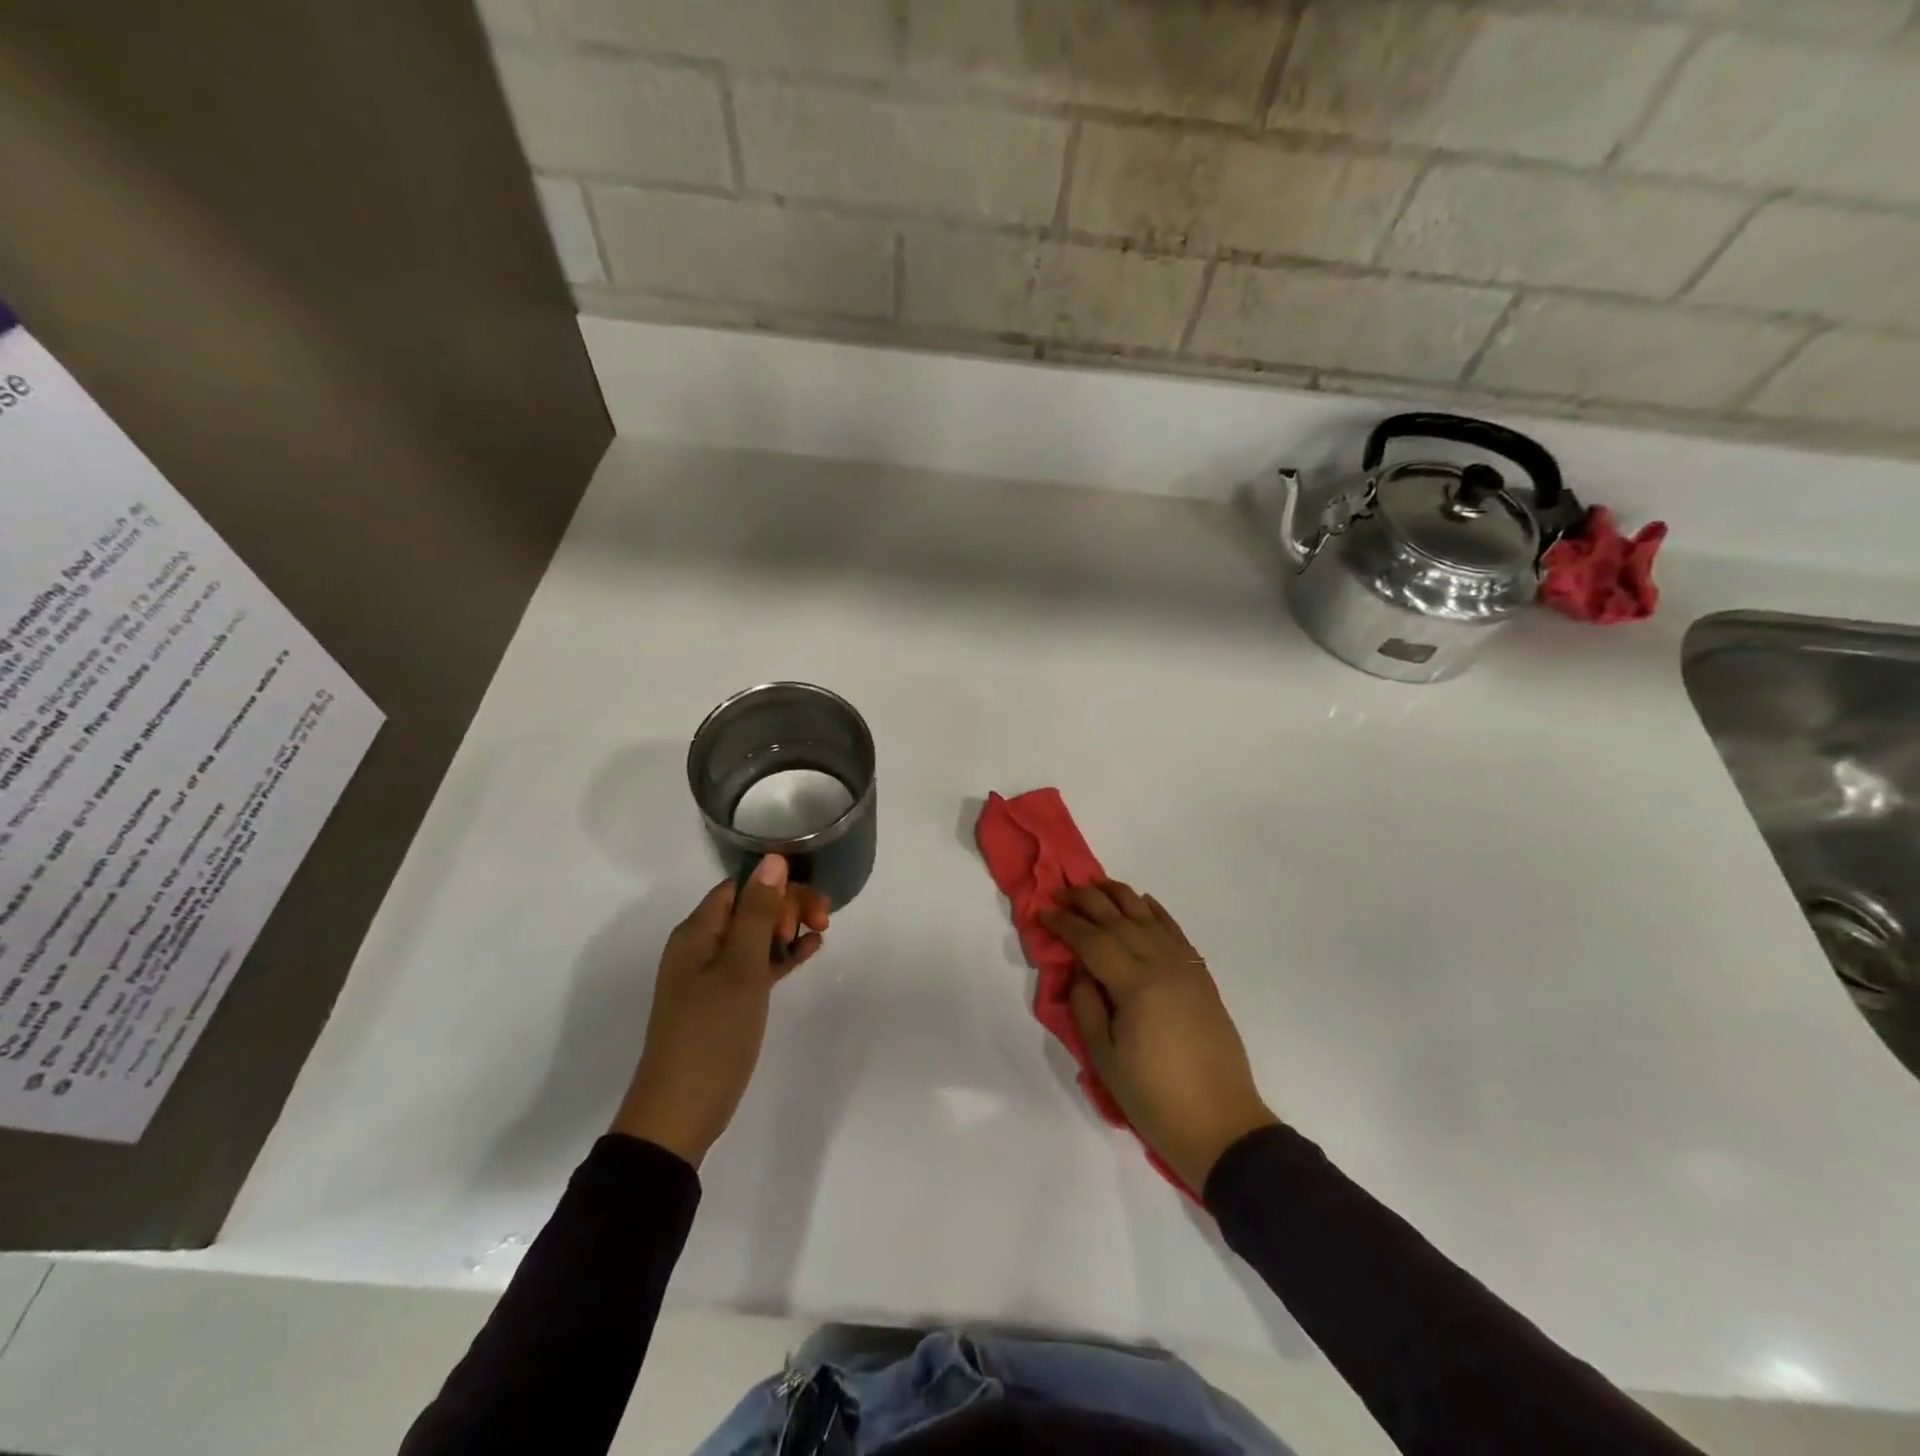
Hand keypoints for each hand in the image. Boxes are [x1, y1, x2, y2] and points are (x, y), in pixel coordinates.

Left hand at [612, 854, 829, 1166]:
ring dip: (786, 929)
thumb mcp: (741, 968)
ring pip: (755, 936)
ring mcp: (711, 975)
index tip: (810, 902)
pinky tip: (809, 951)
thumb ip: (759, 913)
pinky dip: (780, 956)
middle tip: (821, 922)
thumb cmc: (712, 1033)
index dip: (777, 885)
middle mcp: (701, 946)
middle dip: (786, 906)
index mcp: (697, 932)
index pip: (740, 886)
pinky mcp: (724, 1000)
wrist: (681, 1111)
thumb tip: (773, 859)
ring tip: (821, 933)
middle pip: (749, 908)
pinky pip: (755, 965)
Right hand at [1042, 881, 1276, 1192]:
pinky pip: (1177, 933)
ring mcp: (1186, 969)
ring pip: (1149, 918)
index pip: (1092, 940)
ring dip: (1121, 897)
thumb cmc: (1154, 1096)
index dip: (1065, 923)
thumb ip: (1087, 1004)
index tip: (1042, 911)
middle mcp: (1162, 965)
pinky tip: (1144, 903)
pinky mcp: (1201, 979)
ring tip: (1097, 884)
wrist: (1220, 1124)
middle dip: (1087, 901)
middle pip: (1120, 920)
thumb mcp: (1105, 1057)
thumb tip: (1081, 969)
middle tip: (1062, 891)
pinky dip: (1158, 913)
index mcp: (1136, 985)